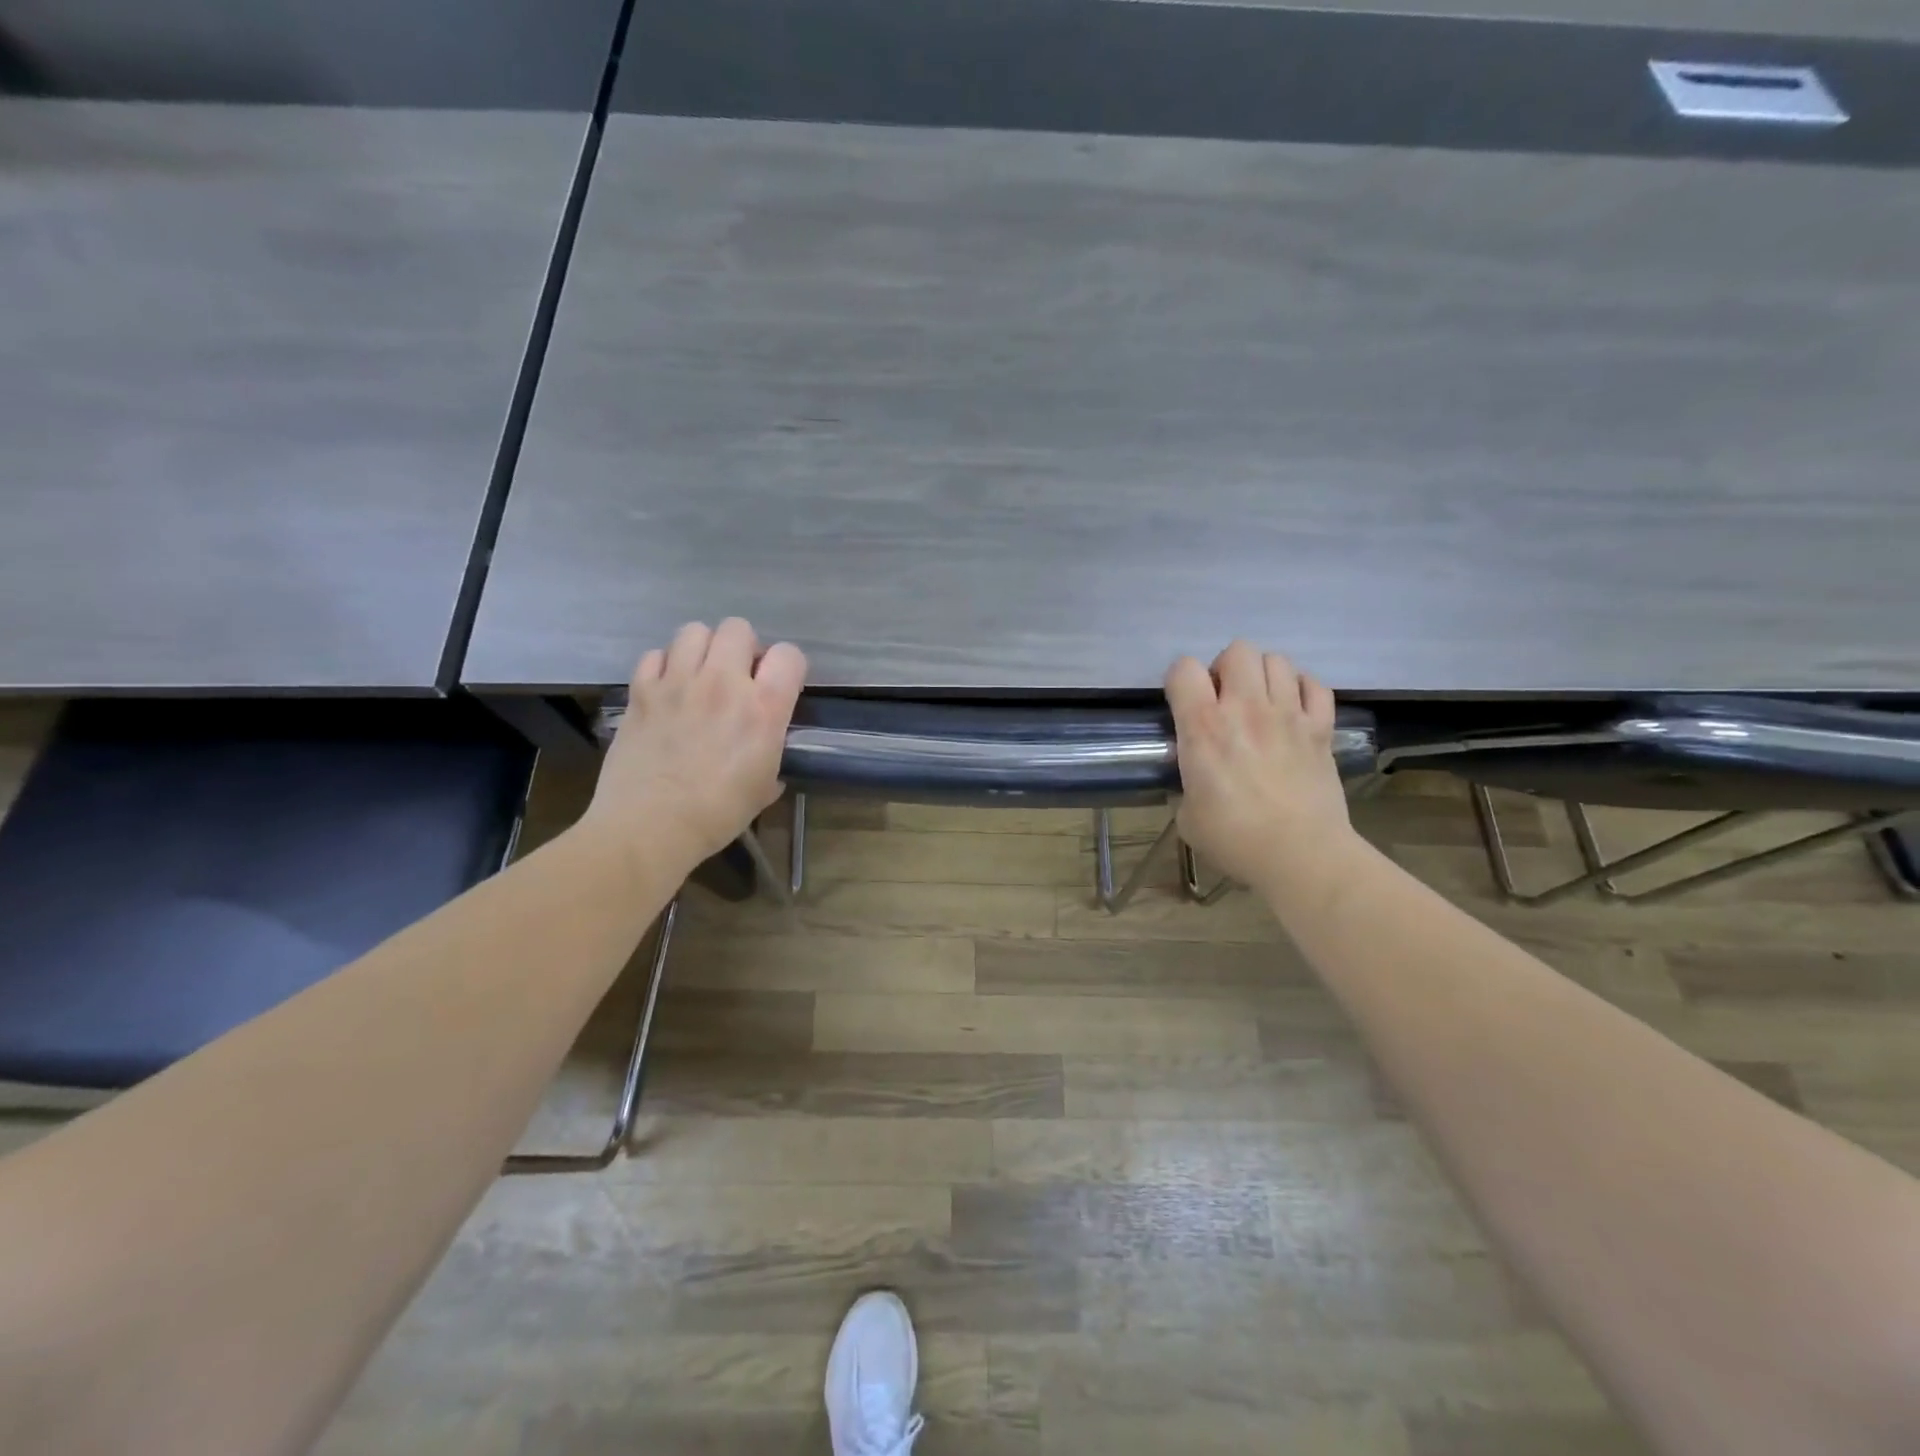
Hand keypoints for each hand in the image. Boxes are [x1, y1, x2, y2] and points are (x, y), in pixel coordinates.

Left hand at [582, 618, 806, 872]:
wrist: (650, 826)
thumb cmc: (717, 814)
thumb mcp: (764, 786)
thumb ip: (771, 753)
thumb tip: (765, 750)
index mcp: (763, 708)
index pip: (789, 655)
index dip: (787, 667)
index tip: (778, 686)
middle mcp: (723, 683)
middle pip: (738, 628)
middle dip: (742, 648)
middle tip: (736, 677)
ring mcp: (677, 683)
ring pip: (694, 631)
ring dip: (702, 649)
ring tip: (699, 676)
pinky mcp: (641, 691)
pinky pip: (654, 655)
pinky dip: (663, 666)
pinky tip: (666, 690)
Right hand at [1165, 641, 1357, 904]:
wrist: (1301, 856)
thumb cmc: (1235, 839)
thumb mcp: (1188, 815)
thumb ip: (1189, 781)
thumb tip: (1198, 777)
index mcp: (1204, 727)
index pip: (1184, 669)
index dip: (1180, 680)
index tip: (1184, 703)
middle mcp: (1246, 708)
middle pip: (1238, 650)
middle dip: (1226, 668)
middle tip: (1225, 699)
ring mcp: (1289, 714)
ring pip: (1278, 661)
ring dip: (1264, 676)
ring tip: (1261, 702)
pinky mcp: (1321, 728)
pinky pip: (1315, 685)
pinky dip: (1303, 689)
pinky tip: (1294, 710)